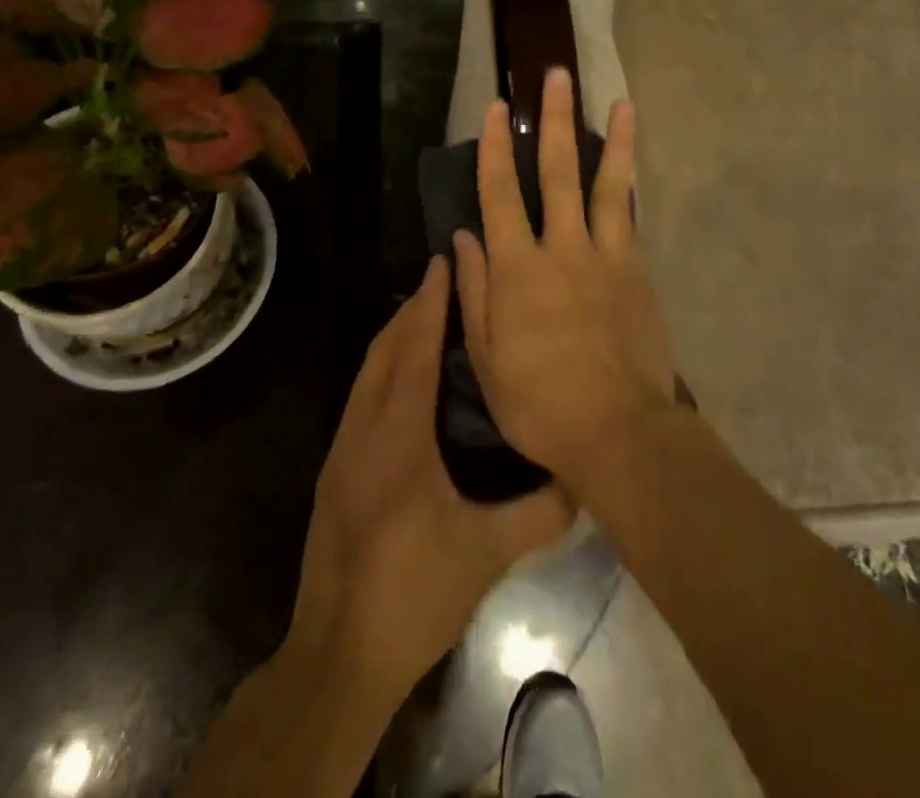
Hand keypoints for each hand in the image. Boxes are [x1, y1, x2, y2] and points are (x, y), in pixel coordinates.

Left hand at [289, 256, 571, 695]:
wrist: (337, 655)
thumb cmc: (413, 594)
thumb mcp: (486, 554)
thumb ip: (540, 513)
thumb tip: (584, 477)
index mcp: (398, 437)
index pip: (414, 352)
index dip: (429, 305)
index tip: (442, 264)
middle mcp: (363, 431)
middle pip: (384, 351)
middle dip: (411, 310)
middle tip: (440, 278)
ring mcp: (342, 451)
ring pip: (367, 373)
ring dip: (394, 337)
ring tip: (425, 316)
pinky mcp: (334, 473)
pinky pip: (360, 398)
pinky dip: (382, 369)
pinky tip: (403, 382)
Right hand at [454, 67, 674, 486]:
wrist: (617, 430)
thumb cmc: (538, 402)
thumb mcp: (486, 357)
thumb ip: (474, 292)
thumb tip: (464, 238)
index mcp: (518, 269)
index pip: (500, 194)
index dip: (496, 147)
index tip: (497, 107)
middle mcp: (562, 248)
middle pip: (557, 172)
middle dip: (554, 121)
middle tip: (556, 76)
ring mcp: (605, 256)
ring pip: (607, 185)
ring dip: (610, 140)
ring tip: (619, 101)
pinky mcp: (636, 271)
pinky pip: (630, 218)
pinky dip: (630, 186)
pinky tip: (631, 164)